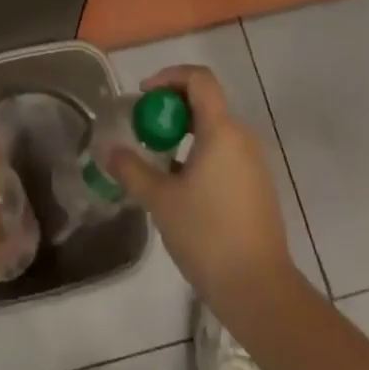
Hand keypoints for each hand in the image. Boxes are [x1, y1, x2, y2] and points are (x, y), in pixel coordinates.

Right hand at [107, 65, 299, 321]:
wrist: (260, 293)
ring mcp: (254, 163)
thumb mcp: (161, 201)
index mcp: (221, 130)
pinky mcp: (259, 188)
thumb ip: (132, 170)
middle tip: (145, 129)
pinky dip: (202, 154)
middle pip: (206, 102)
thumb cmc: (208, 237)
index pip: (199, 79)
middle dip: (172, 108)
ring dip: (186, 134)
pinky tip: (183, 188)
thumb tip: (107, 150)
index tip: (145, 96)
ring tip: (159, 160)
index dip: (169, 76)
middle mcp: (242, 138)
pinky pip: (226, 154)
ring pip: (216, 130)